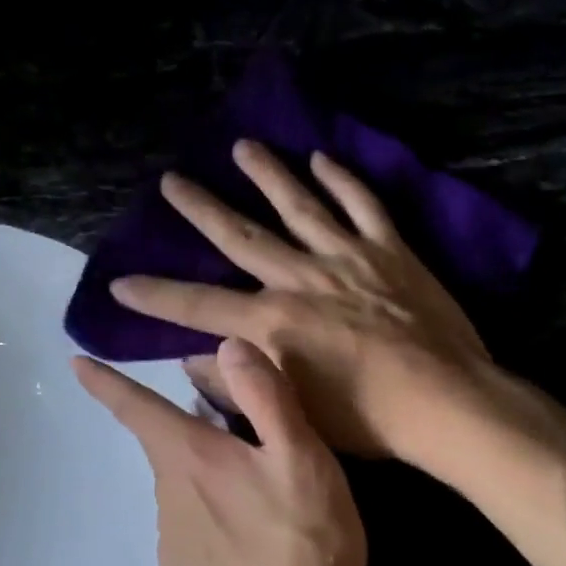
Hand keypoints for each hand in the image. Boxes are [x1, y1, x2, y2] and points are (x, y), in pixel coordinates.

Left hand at [74, 337, 366, 565]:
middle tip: (252, 445)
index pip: (136, 409)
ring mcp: (171, 543)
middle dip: (198, 436)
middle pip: (172, 448)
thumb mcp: (301, 454)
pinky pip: (194, 530)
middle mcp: (167, 496)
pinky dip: (216, 521)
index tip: (74, 363)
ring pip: (185, 489)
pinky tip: (256, 539)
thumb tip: (227, 345)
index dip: (106, 382)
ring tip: (264, 497)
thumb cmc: (308, 535)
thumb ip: (265, 395)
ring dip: (211, 480)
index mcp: (191, 458)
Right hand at [110, 140, 495, 458]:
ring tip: (244, 146)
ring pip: (300, 205)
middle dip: (201, 209)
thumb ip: (239, 382)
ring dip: (269, 174)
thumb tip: (194, 358)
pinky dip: (343, 180)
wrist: (445, 402)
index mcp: (273, 323)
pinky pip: (363, 205)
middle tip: (172, 180)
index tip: (120, 280)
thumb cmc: (367, 418)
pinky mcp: (390, 250)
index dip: (155, 295)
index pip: (198, 306)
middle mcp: (300, 279)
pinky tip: (323, 158)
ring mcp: (347, 257)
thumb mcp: (293, 410)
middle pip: (241, 237)